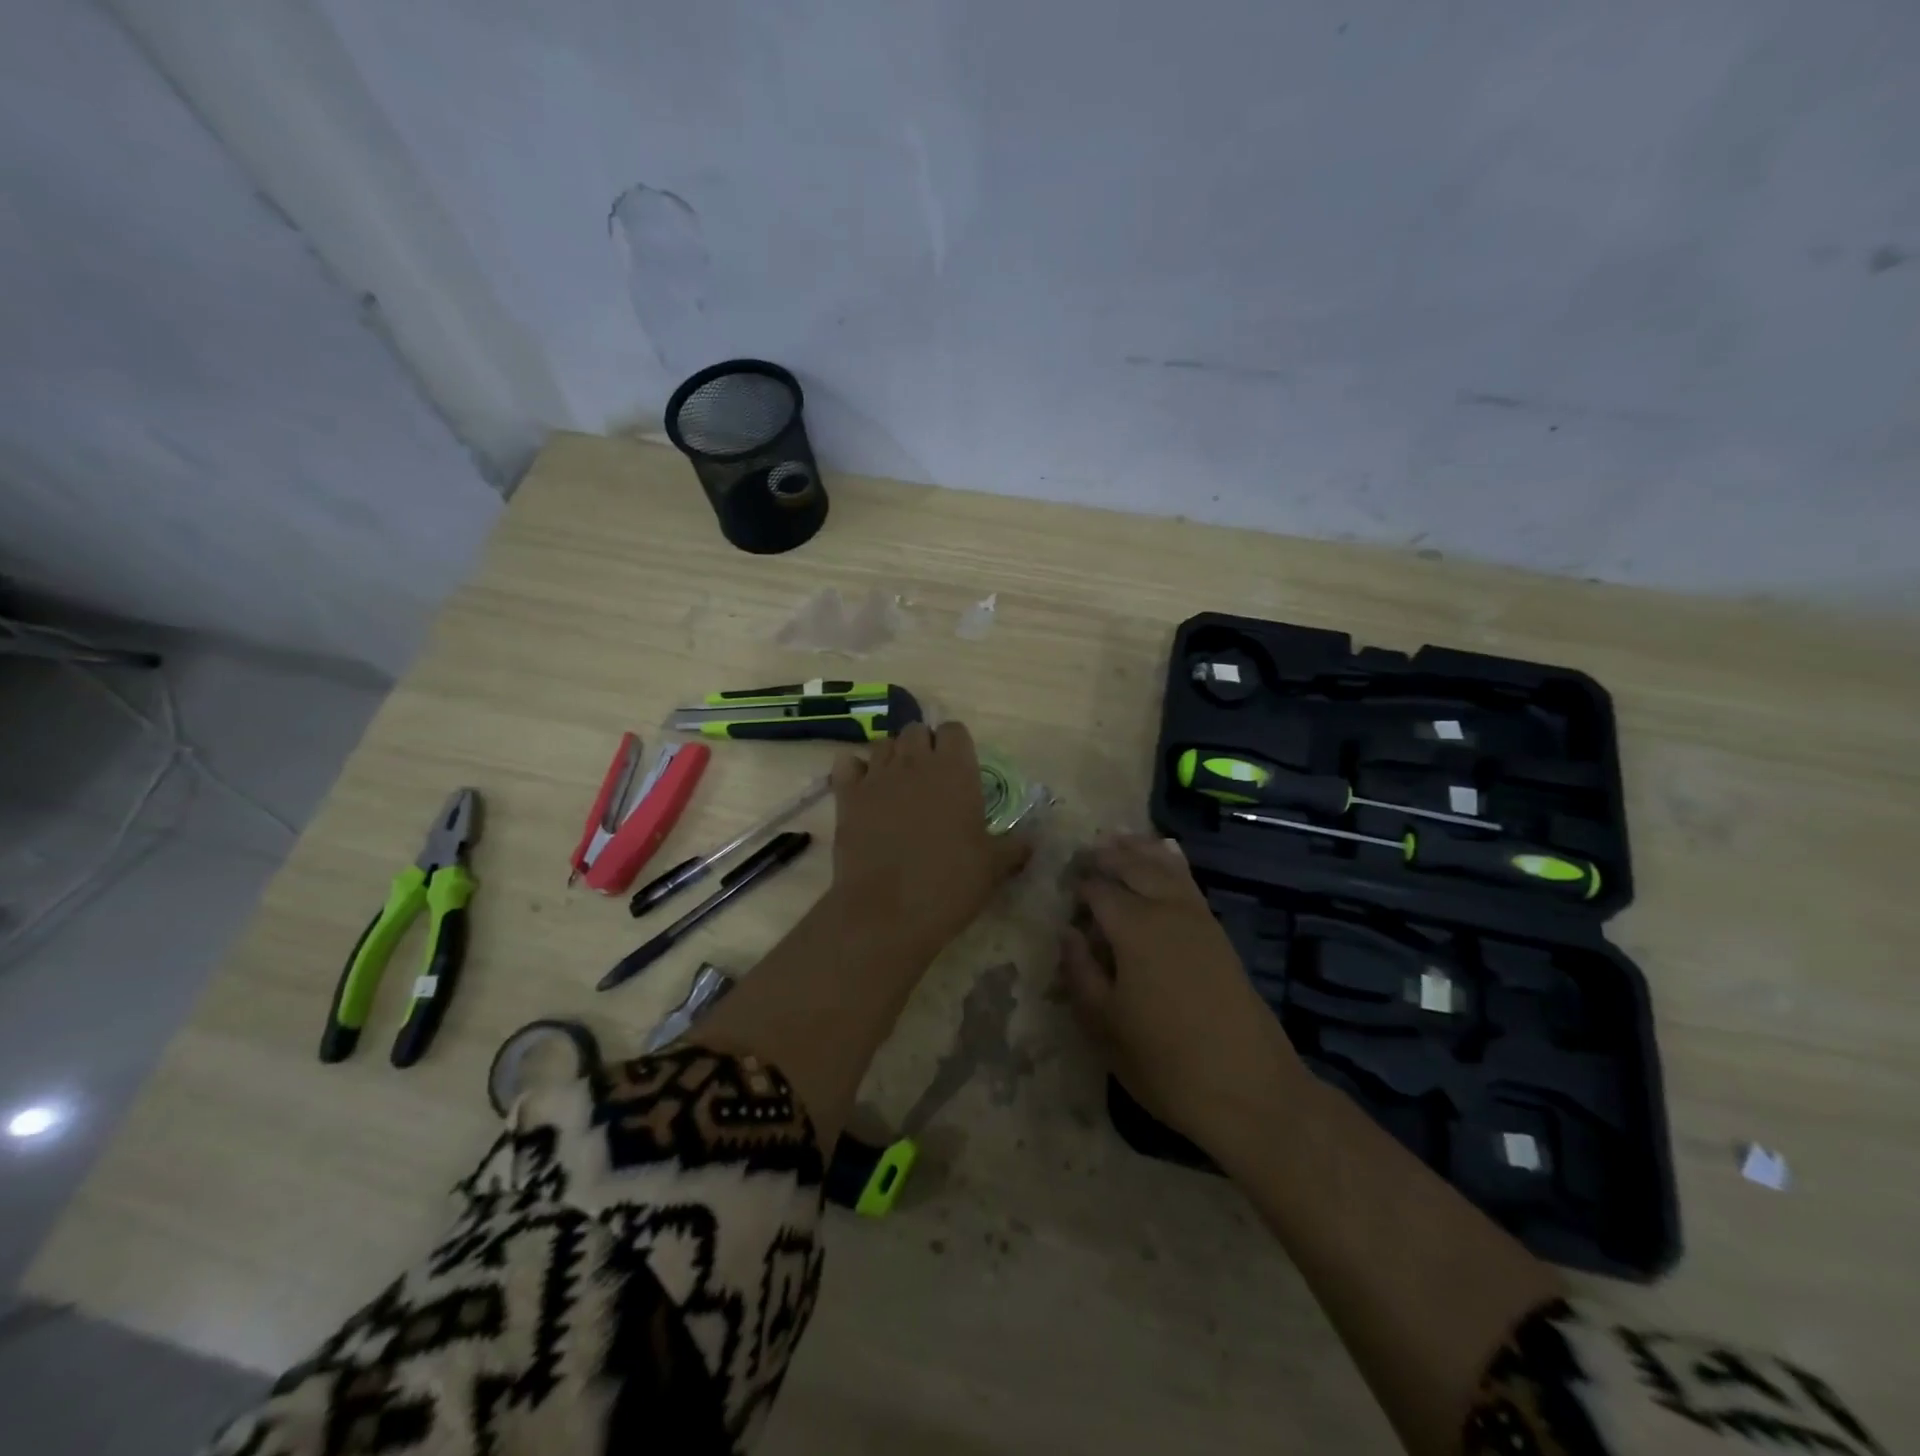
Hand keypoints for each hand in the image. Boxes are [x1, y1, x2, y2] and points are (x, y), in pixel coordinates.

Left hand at [828, 721, 1032, 957]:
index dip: (956, 745)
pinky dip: (855, 770)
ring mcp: (877, 776)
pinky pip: (847, 764)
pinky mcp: (847, 796)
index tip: (960, 769)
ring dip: (892, 757)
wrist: (887, 911)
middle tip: (930, 779)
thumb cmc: (950, 884)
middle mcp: (915, 762)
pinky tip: (864, 790)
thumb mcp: (993, 867)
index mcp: (955, 770)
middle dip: (923, 746)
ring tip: (898, 785)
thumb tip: (1030, 842)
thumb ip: (1014, 847)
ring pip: (883, 744)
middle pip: (916, 731)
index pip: (955, 730)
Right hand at [1060, 834, 1302, 1155]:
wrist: (1250, 1090)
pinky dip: (1172, 861)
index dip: (1077, 884)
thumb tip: (1067, 931)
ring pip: (1164, 866)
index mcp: (1133, 928)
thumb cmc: (1165, 1062)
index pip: (1097, 889)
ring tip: (1117, 839)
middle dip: (1106, 856)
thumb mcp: (1105, 1025)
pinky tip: (1167, 854)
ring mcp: (1198, 918)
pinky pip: (1189, 881)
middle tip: (1083, 853)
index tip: (1062, 886)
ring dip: (1138, 850)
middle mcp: (1166, 910)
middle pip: (1132, 866)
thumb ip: (1080, 972)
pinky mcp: (1218, 932)